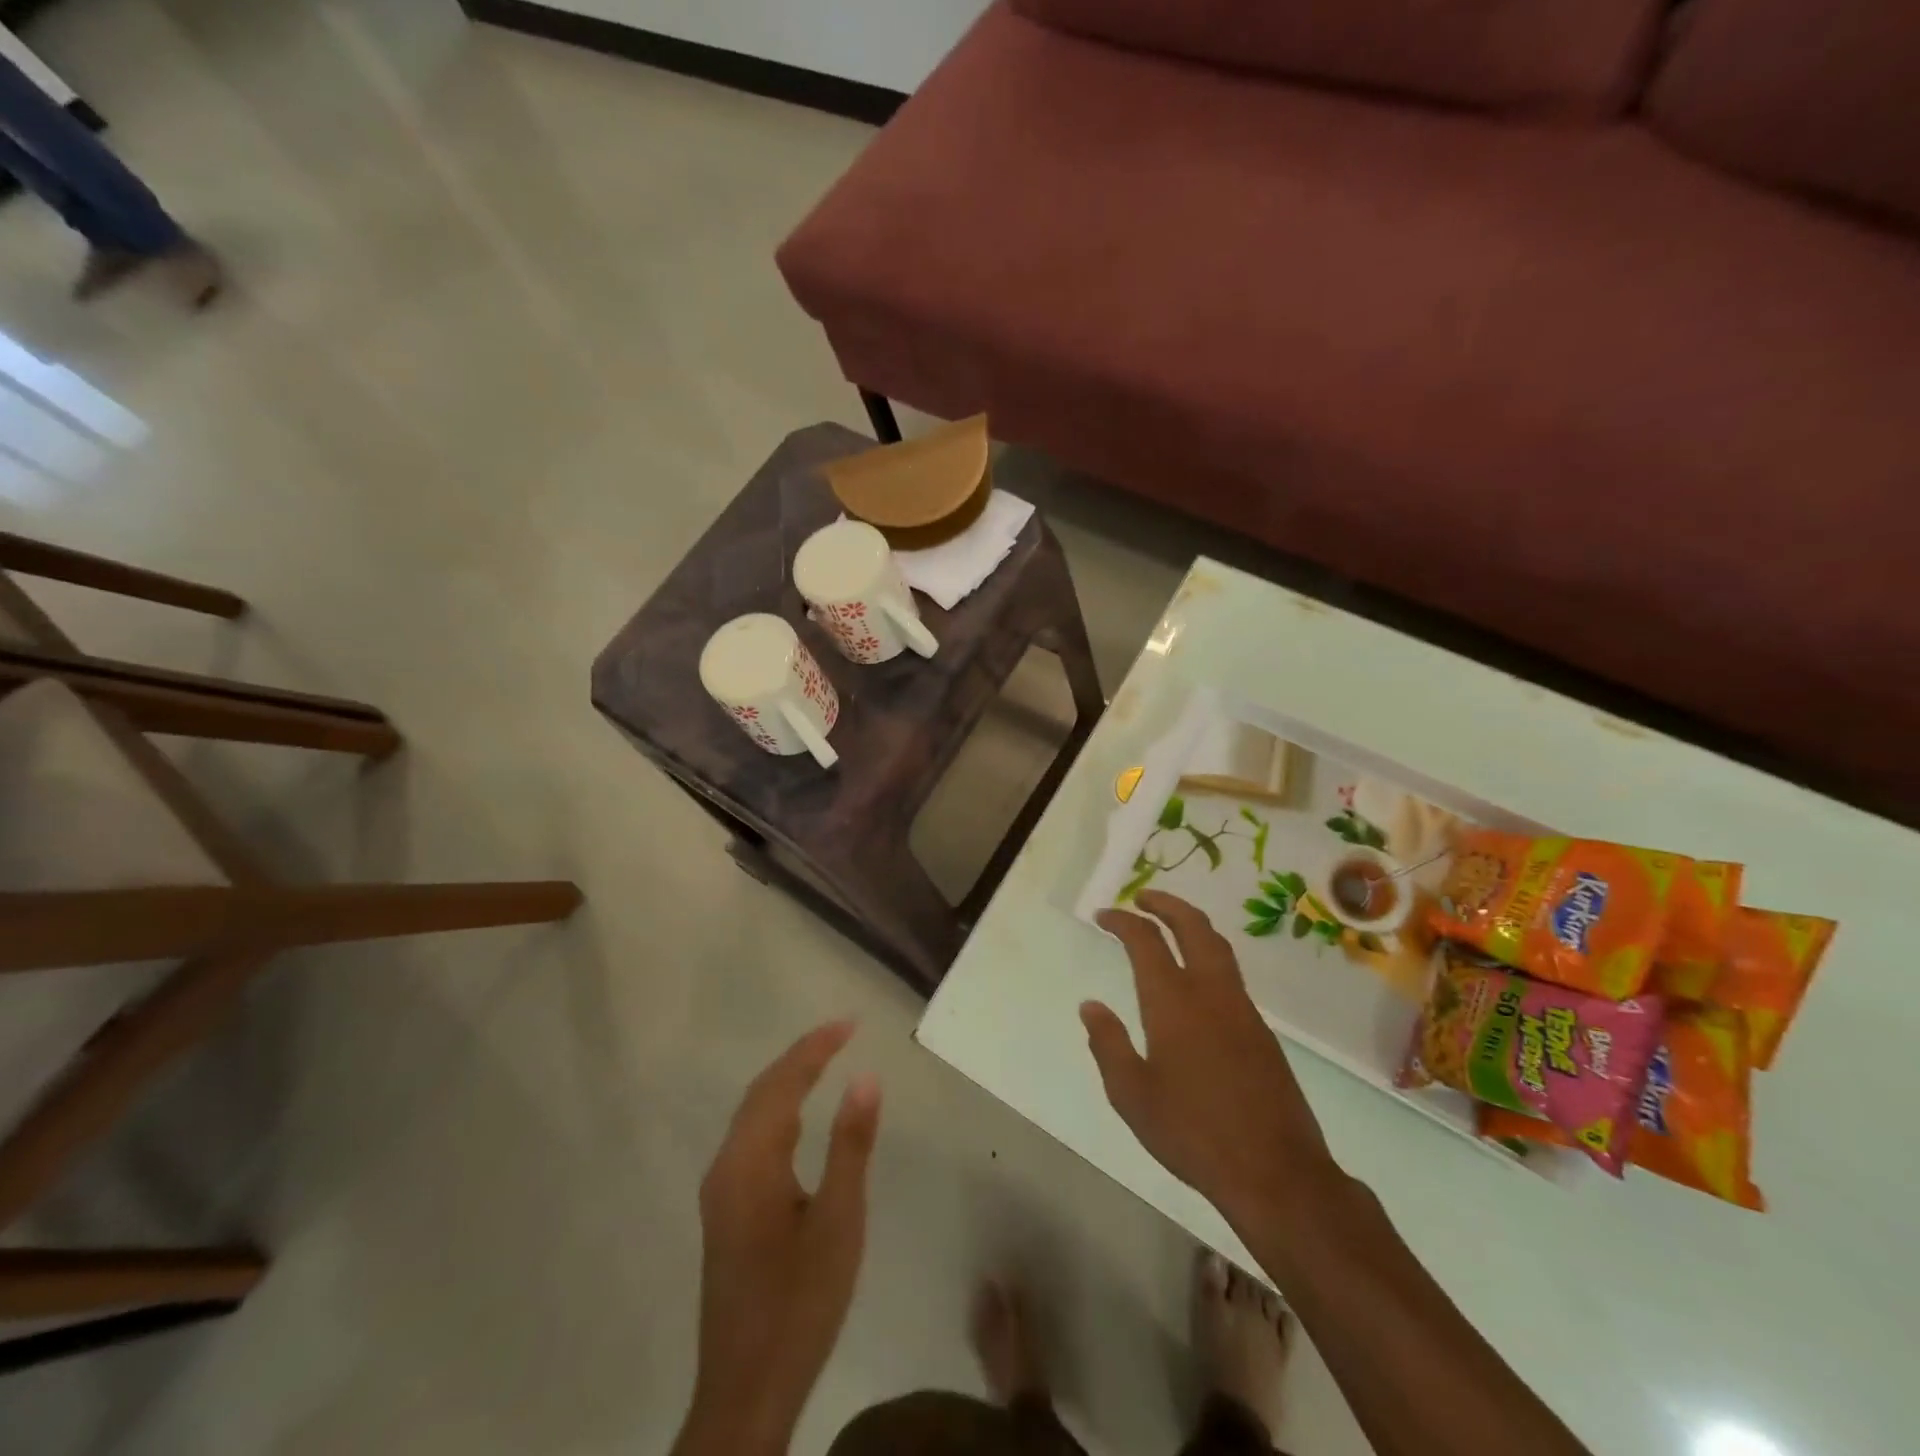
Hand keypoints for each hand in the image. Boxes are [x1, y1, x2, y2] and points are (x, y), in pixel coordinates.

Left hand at [680, 1021, 880, 1455]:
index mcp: (750, 1162)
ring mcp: (721, 1189)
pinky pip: (751, 1136)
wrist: (746, 1390)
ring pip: (752, 1113)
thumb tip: (865, 1078)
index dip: (816, 1047)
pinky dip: (777, 1108)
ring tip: (826, 1057)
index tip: (851, 1022)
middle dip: (801, 1055)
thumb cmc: (800, 1303)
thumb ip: (850, 1145)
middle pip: (761, 1091)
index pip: (783, 1083)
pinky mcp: (725, 1209)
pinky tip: (797, 1114)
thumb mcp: (838, 1222)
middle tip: (843, 1032)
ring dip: (787, 1079)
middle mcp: (726, 1165)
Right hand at [1084, 890, 1334, 1230]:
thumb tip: (1090, 1006)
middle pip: (1192, 926)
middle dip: (1166, 904)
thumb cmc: (1192, 1132)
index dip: (1122, 921)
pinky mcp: (1262, 1031)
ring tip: (1170, 926)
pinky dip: (1208, 956)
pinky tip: (1196, 981)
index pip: (1145, 941)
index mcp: (1172, 1002)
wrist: (1276, 1172)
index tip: (1104, 916)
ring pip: (1218, 946)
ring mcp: (1242, 1009)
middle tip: (1143, 898)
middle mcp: (1210, 992)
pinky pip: (1231, 975)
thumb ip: (1108, 1044)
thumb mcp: (1132, 1095)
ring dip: (1191, 925)